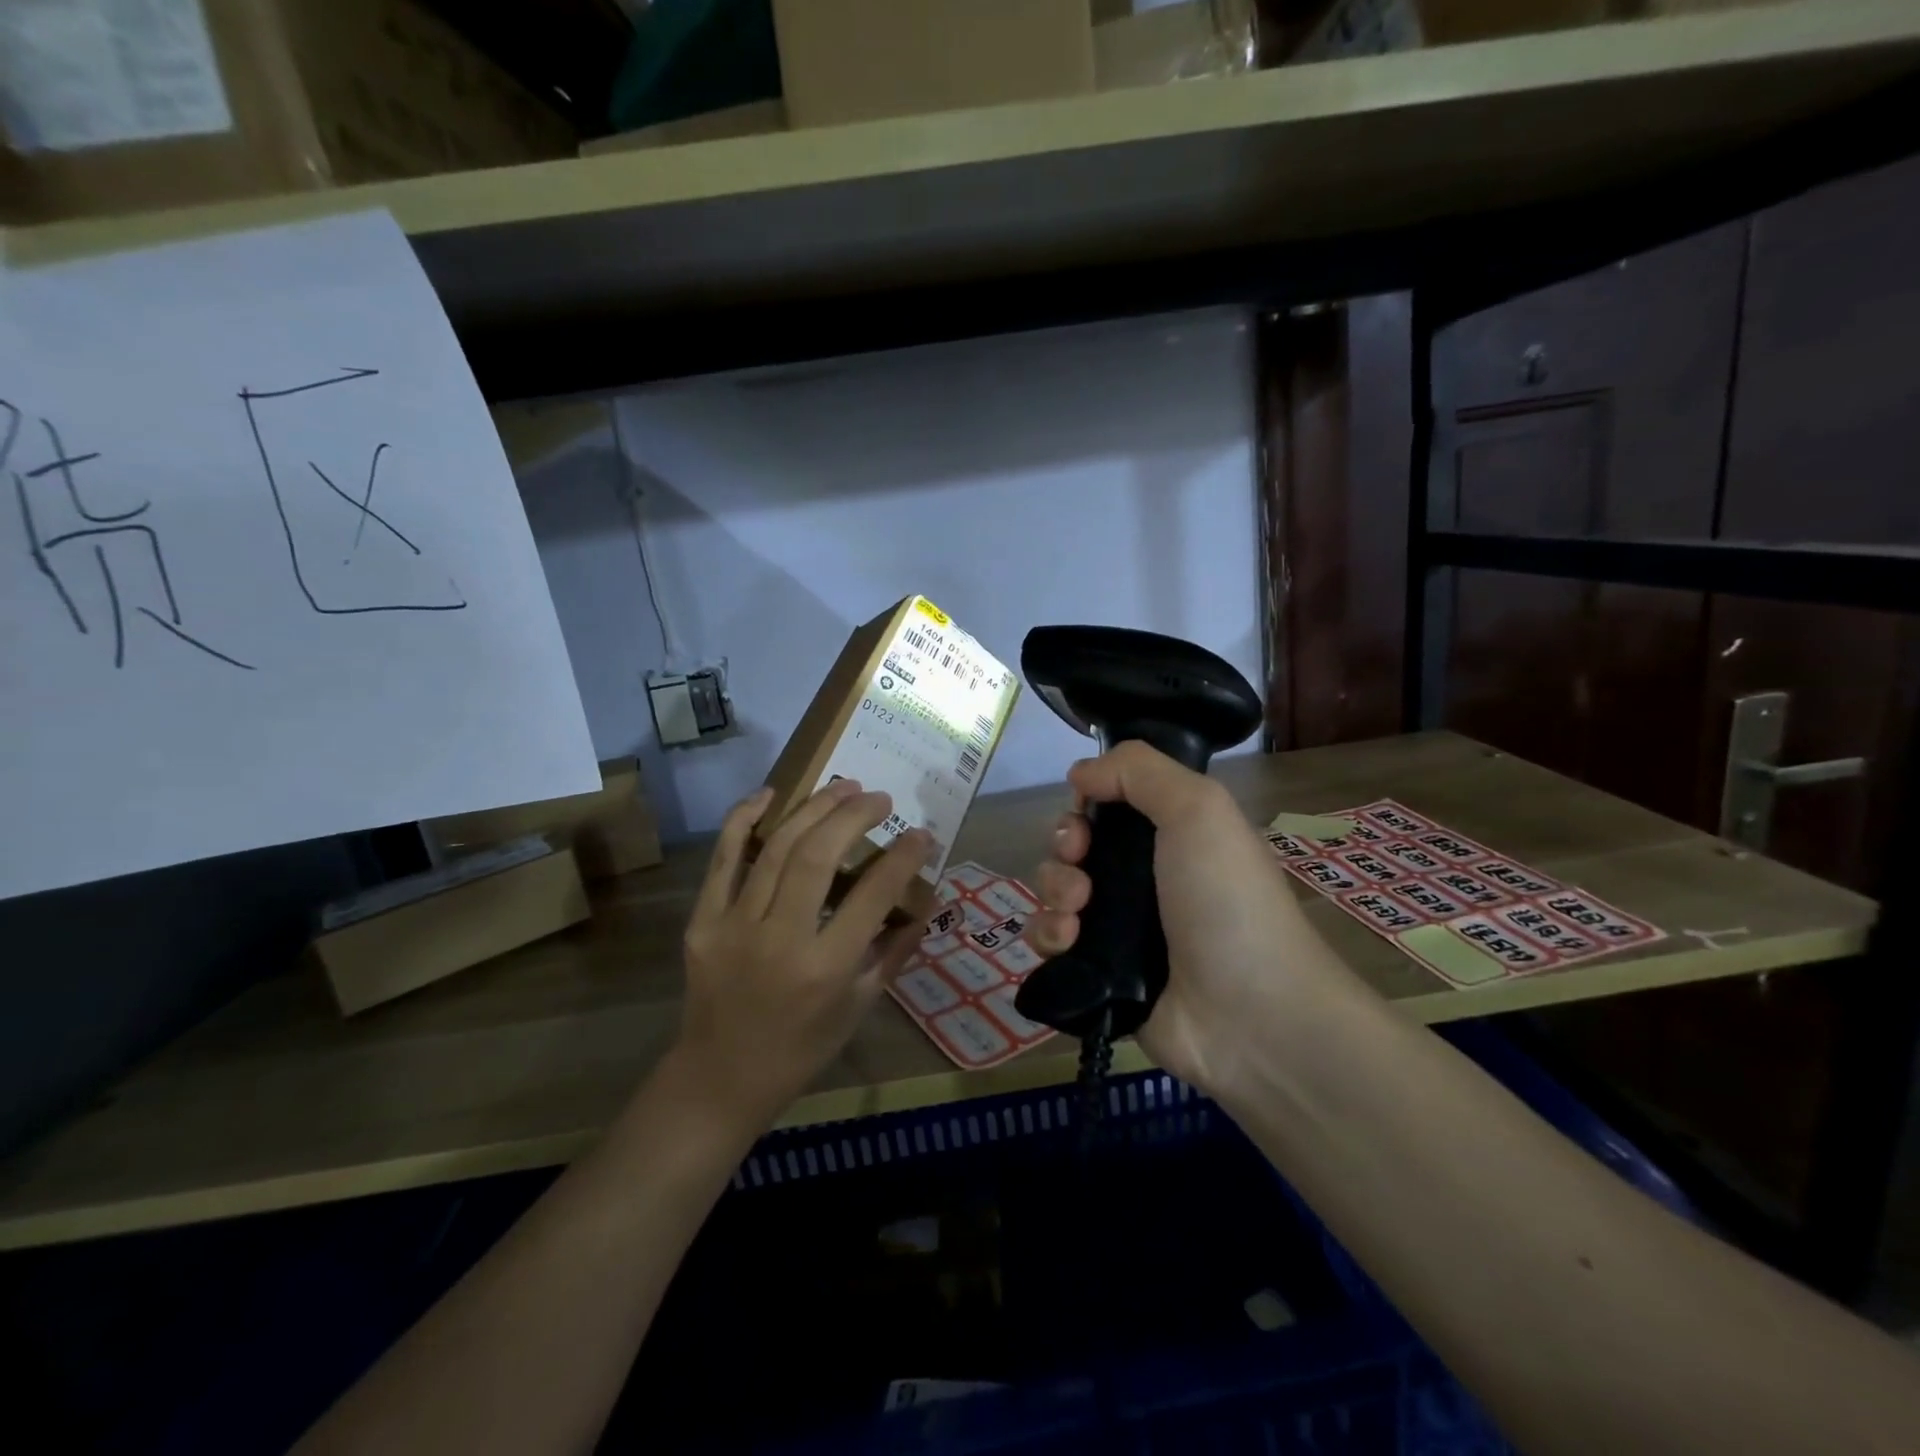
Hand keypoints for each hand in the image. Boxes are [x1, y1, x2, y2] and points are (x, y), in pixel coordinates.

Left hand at [673, 779, 930, 1128]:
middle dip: (853, 815)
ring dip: (813, 808)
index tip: (919, 834)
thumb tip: (924, 901)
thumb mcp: (859, 1006)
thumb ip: (894, 950)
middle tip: (878, 798)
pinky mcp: (703, 920)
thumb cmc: (801, 1048)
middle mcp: (779, 939)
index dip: (903, 857)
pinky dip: (743, 819)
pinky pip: (722, 858)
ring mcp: (734, 925)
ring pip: (776, 847)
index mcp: (825, 968)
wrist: (720, 1077)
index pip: (873, 895)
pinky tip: (770, 794)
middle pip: (817, 855)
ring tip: (842, 788)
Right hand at [1026, 742, 1324, 1095]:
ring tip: (1077, 915)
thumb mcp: (1199, 809)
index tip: (1086, 815)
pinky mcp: (1096, 972)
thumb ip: (1138, 770)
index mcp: (1169, 835)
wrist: (1250, 1015)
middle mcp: (1141, 877)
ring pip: (1055, 890)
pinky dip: (1048, 936)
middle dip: (1064, 848)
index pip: (1106, 805)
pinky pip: (1050, 942)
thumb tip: (1081, 772)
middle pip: (1074, 844)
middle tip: (1081, 867)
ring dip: (1053, 891)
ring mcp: (1118, 927)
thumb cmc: (1227, 901)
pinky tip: (1068, 943)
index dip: (1085, 804)